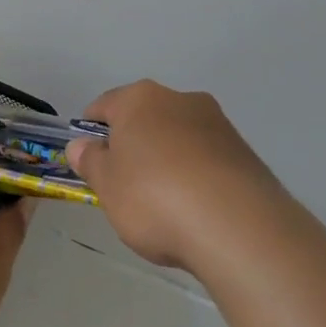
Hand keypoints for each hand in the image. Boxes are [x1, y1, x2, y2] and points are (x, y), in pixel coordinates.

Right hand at [67, 80, 287, 270]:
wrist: (238, 227)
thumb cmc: (155, 198)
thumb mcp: (107, 185)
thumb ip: (90, 161)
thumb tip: (81, 145)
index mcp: (140, 98)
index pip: (104, 106)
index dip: (91, 132)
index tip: (89, 162)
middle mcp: (180, 99)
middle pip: (144, 119)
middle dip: (132, 146)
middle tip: (123, 187)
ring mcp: (217, 123)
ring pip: (177, 137)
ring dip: (166, 160)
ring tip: (164, 205)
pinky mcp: (244, 152)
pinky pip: (206, 159)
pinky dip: (195, 176)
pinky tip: (194, 210)